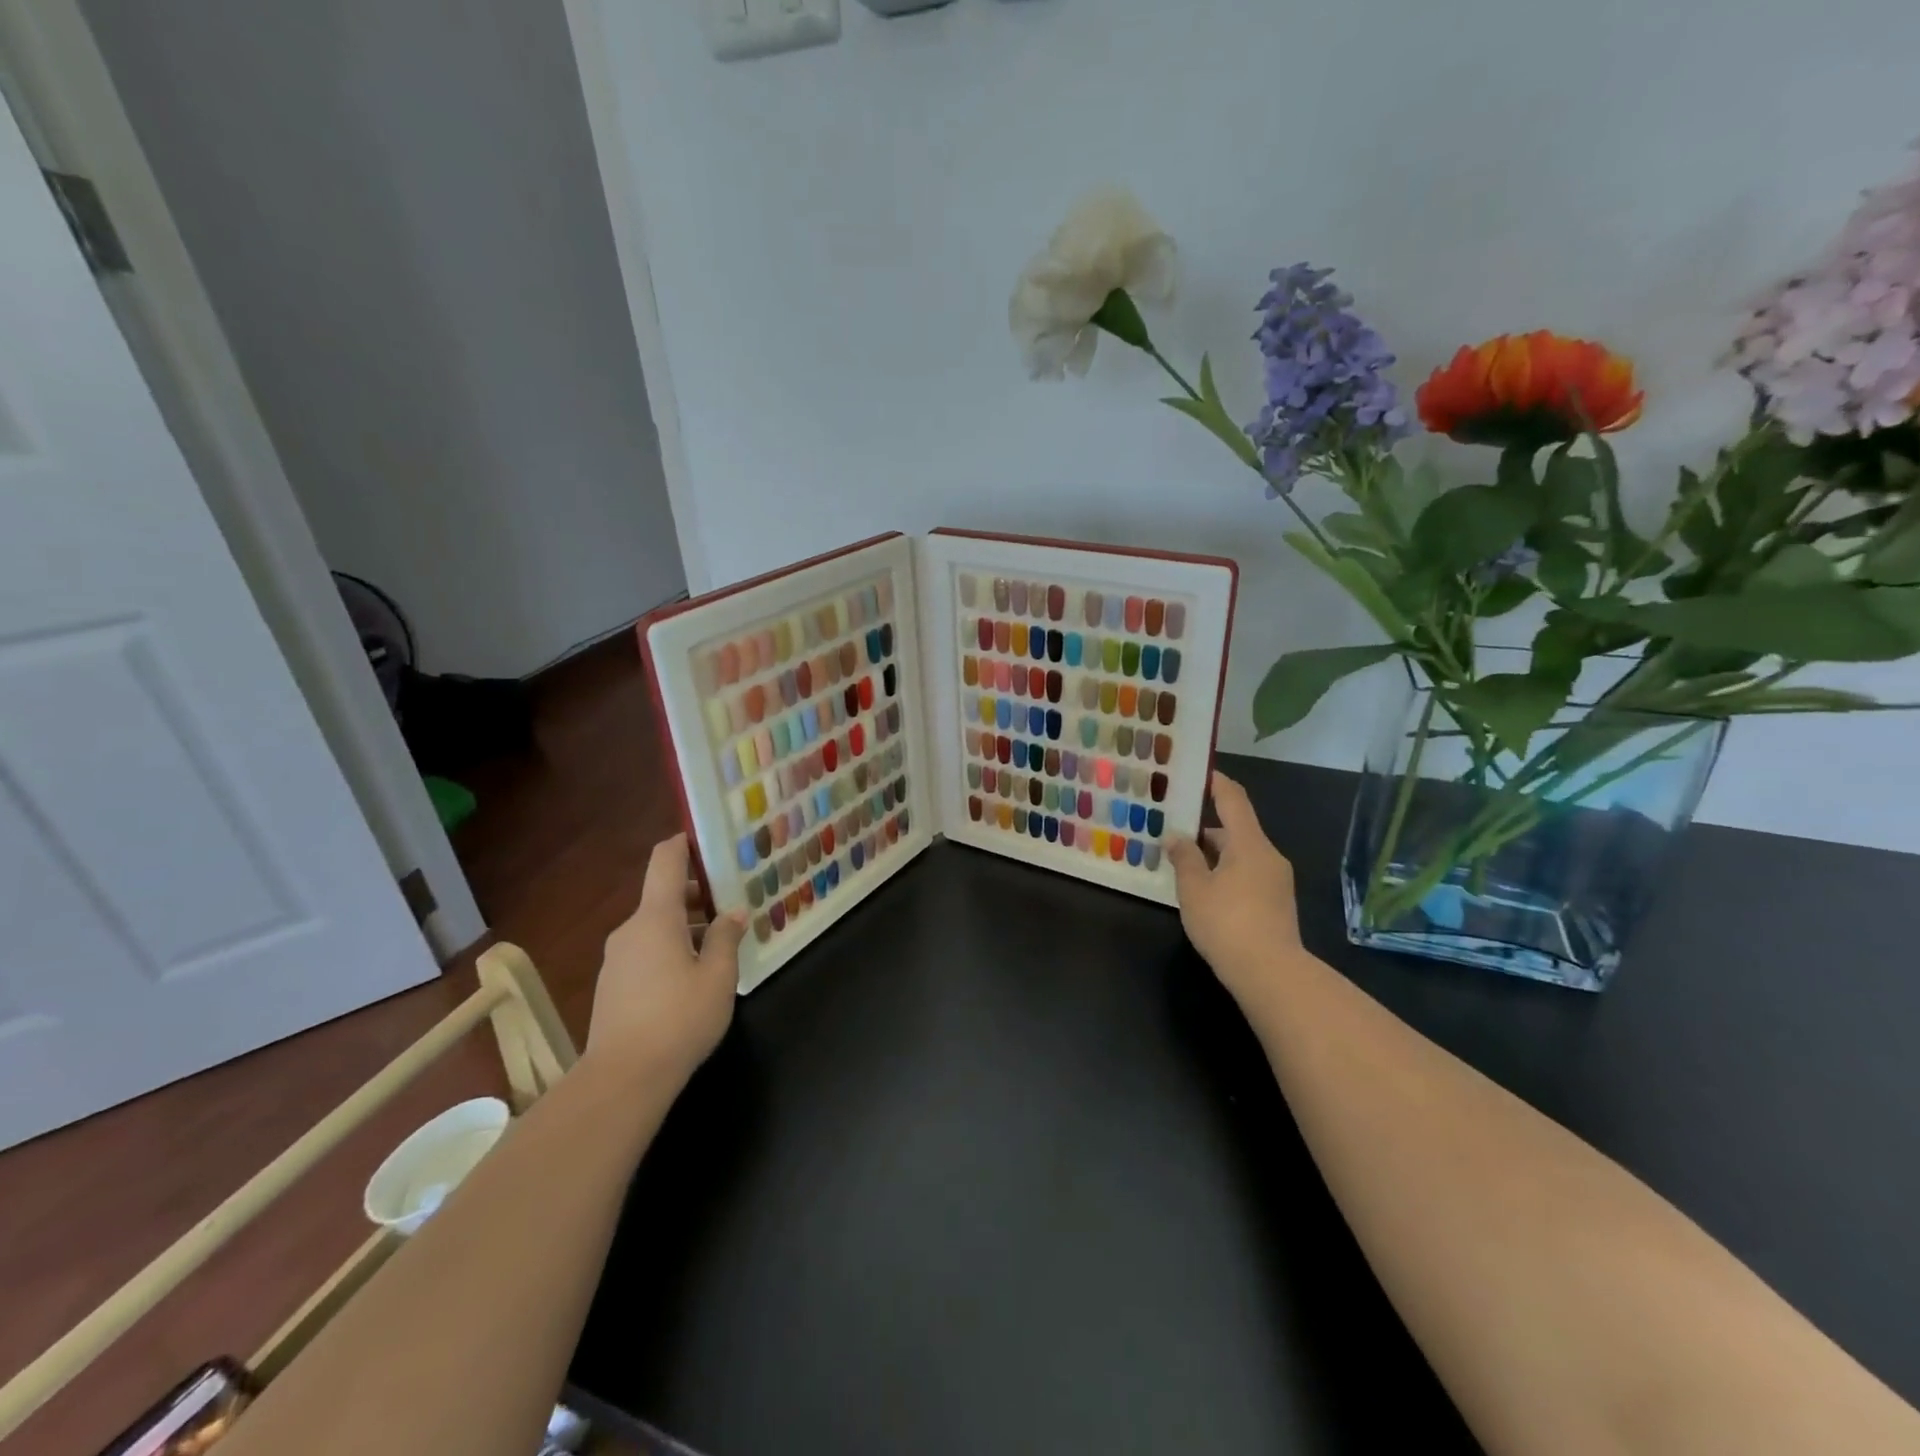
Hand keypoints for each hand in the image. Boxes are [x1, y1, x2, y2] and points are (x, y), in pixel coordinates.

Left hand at [584, 833, 743, 1089]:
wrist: (622, 1079)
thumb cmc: (679, 1019)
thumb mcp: (718, 976)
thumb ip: (726, 938)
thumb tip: (732, 913)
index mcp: (655, 918)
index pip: (665, 861)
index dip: (683, 843)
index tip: (705, 839)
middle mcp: (630, 930)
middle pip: (663, 896)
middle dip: (696, 896)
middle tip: (730, 905)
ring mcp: (616, 959)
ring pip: (654, 927)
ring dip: (684, 927)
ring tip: (718, 946)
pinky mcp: (611, 986)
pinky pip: (645, 952)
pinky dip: (669, 950)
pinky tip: (692, 977)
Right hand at [1166, 771, 1301, 1000]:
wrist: (1272, 974)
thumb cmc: (1228, 924)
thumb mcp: (1195, 889)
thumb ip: (1184, 858)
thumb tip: (1176, 836)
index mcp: (1249, 844)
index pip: (1233, 799)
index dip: (1214, 782)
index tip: (1195, 772)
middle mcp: (1268, 855)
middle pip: (1236, 828)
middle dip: (1204, 826)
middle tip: (1173, 827)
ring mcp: (1276, 880)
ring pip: (1241, 853)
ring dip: (1214, 853)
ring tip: (1181, 861)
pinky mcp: (1276, 903)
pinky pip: (1247, 873)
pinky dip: (1225, 872)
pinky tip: (1203, 889)